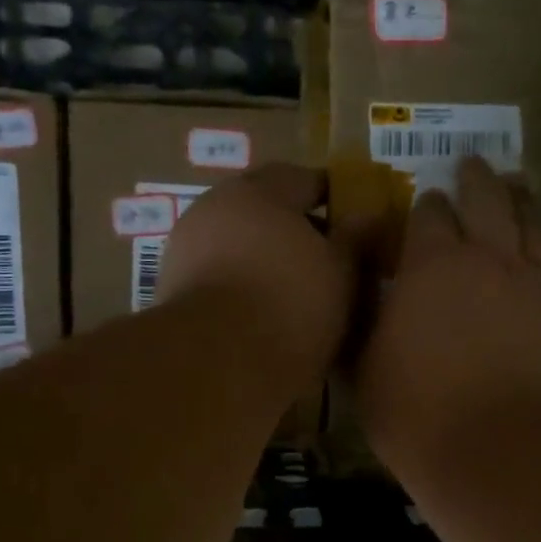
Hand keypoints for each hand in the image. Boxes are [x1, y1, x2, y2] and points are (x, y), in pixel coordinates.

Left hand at [157, 164, 354, 392]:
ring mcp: (186, 248)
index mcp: (259, 191)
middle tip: (327, 258)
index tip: (354, 220)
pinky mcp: (171, 289)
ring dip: (265, 259)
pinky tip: (262, 312)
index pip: (304, 179)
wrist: (217, 363)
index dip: (334, 197)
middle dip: (296, 229)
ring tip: (297, 290)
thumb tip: (369, 215)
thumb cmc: (291, 304)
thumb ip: (356, 238)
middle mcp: (215, 207)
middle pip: (264, 209)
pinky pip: (219, 276)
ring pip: (238, 244)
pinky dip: (241, 285)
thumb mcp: (342, 271)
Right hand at [354, 157, 540, 476]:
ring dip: (519, 198)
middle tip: (471, 164)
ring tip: (515, 182)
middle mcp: (487, 258)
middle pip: (486, 200)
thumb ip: (362, 323)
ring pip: (530, 223)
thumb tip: (359, 294)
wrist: (504, 451)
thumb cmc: (419, 412)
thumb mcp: (365, 369)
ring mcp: (533, 284)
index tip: (420, 203)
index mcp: (432, 264)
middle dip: (475, 179)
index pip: (428, 215)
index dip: (423, 205)